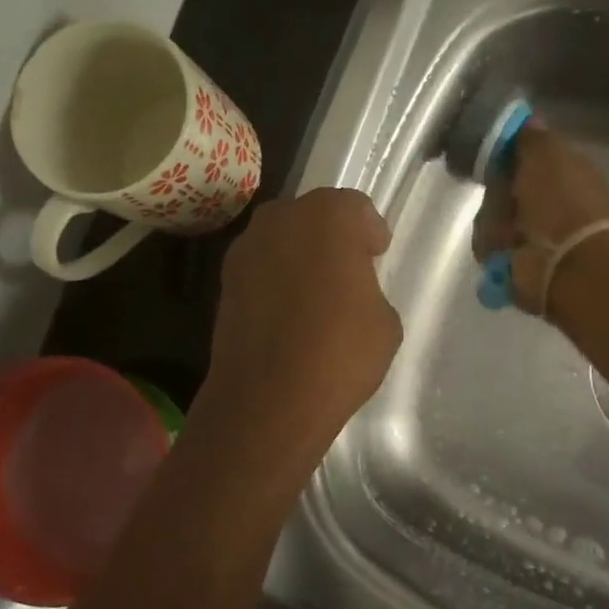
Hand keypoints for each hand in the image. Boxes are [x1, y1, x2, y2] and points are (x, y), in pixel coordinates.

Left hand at [202, 189, 401, 456]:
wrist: (268, 400)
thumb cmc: (340, 353)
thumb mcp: (385, 320)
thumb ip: (369, 289)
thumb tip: (350, 292)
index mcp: (329, 216)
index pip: (356, 208)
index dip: (370, 232)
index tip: (377, 256)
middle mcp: (282, 219)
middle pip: (314, 215)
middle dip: (332, 237)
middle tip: (347, 271)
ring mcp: (246, 248)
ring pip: (283, 240)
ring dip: (300, 256)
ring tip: (316, 294)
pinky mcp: (224, 281)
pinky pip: (261, 268)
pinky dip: (275, 280)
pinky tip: (288, 314)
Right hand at [473, 125, 608, 315]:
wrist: (566, 263)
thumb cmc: (561, 202)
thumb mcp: (547, 155)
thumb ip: (533, 138)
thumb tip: (528, 120)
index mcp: (569, 174)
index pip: (531, 160)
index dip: (511, 158)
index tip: (494, 159)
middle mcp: (555, 205)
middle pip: (508, 192)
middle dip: (498, 197)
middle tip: (500, 200)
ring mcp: (538, 237)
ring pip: (496, 221)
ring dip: (494, 226)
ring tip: (505, 232)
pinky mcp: (521, 265)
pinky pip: (493, 250)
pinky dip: (494, 250)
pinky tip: (504, 252)